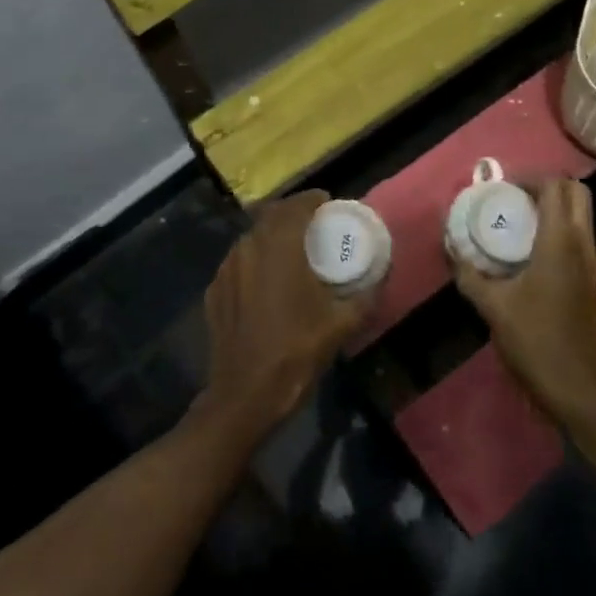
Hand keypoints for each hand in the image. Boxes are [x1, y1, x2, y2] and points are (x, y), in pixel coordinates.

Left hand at [193, 190, 375, 443]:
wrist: (245, 395)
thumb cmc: (296, 352)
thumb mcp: (340, 325)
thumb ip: (364, 296)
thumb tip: (381, 277)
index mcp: (278, 247)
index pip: (295, 206)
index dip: (311, 200)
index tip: (327, 203)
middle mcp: (248, 248)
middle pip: (270, 217)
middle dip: (291, 214)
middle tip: (312, 225)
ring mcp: (225, 270)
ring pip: (251, 239)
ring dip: (271, 237)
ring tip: (291, 251)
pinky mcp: (214, 292)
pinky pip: (237, 263)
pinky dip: (254, 261)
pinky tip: (266, 281)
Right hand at [449, 177, 595, 428]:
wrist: (575, 388)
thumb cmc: (534, 341)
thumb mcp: (492, 306)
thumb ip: (469, 273)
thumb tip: (450, 246)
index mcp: (560, 243)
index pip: (555, 187)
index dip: (530, 178)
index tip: (503, 187)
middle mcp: (582, 245)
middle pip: (577, 193)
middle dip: (547, 185)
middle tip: (515, 196)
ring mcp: (591, 263)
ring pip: (581, 214)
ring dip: (554, 206)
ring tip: (518, 218)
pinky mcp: (590, 280)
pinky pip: (578, 236)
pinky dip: (558, 227)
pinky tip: (529, 249)